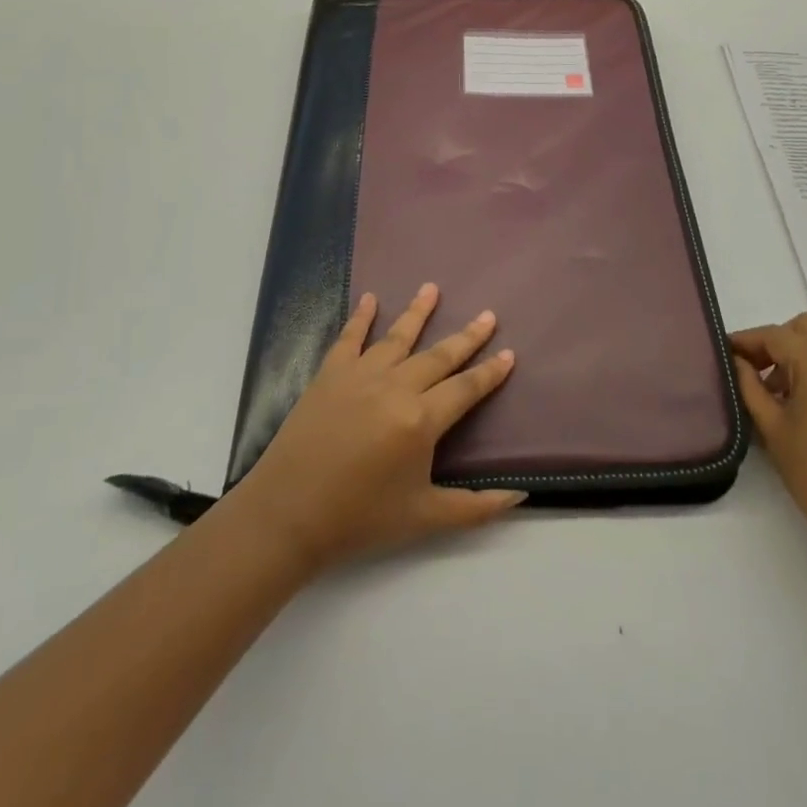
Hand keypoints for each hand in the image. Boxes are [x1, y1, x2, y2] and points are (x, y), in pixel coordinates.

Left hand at [229, 283, 523, 576]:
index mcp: (421, 420)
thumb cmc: (359, 518)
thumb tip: (519, 494)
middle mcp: (396, 387)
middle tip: (488, 315)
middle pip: (439, 355)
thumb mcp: (425, 518)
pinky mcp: (330, 374)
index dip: (490, 372)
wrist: (287, 514)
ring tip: (433, 288)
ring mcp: (361, 375)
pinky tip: (371, 298)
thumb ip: (475, 507)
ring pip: (398, 336)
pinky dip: (361, 316)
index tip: (508, 353)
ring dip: (418, 311)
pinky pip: (350, 337)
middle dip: (467, 336)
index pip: (466, 388)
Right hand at [732, 313, 806, 573]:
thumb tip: (738, 361)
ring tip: (781, 391)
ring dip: (802, 352)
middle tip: (757, 371)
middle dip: (778, 341)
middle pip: (806, 327)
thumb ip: (750, 387)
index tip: (725, 353)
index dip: (747, 341)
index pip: (775, 335)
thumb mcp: (772, 429)